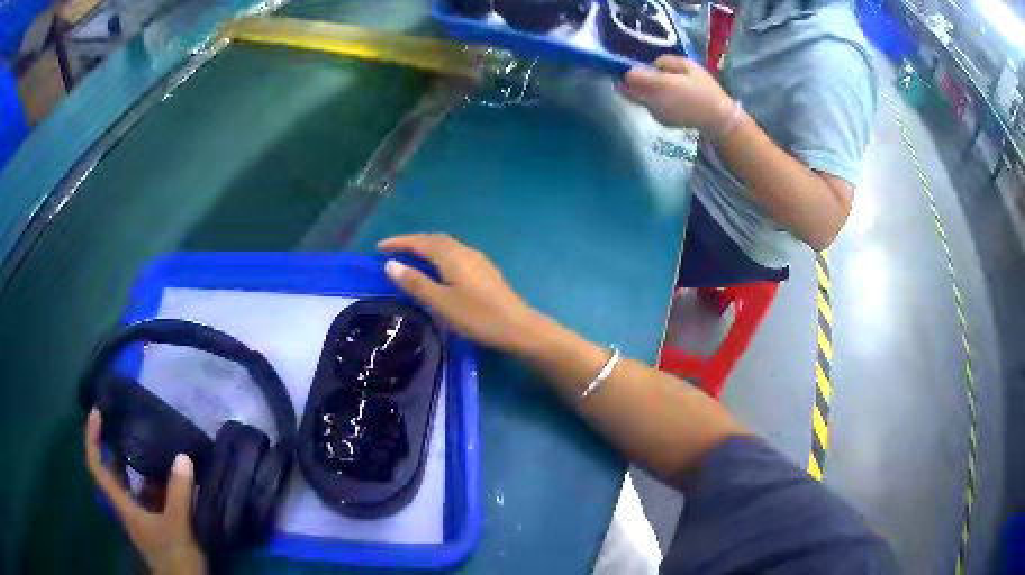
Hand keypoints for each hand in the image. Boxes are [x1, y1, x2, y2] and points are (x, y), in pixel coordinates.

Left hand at [84, 409, 205, 574]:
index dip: (93, 438)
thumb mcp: (177, 527)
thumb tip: (182, 456)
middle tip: (127, 421)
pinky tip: (173, 472)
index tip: (98, 413)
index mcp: (123, 505)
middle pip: (113, 470)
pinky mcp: (157, 521)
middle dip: (116, 445)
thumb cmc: (175, 559)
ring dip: (140, 463)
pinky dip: (158, 480)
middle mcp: (128, 506)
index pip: (97, 467)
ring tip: (153, 441)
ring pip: (134, 482)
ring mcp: (142, 514)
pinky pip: (151, 493)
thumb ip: (178, 494)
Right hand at [379, 233, 542, 353]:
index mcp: (452, 256)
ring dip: (426, 248)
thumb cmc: (477, 317)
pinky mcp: (485, 271)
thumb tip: (390, 264)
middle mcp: (465, 252)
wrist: (518, 327)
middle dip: (412, 242)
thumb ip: (415, 283)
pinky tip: (438, 271)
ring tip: (410, 260)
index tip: (379, 247)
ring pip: (447, 246)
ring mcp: (478, 260)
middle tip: (393, 252)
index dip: (399, 242)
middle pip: (435, 240)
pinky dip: (439, 256)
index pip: (420, 242)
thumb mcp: (441, 302)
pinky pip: (455, 255)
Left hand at [620, 56, 733, 132]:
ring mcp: (654, 112)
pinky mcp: (659, 120)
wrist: (717, 118)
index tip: (640, 67)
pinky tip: (667, 98)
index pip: (630, 77)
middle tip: (642, 75)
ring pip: (636, 98)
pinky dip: (650, 100)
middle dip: (629, 81)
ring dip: (640, 91)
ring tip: (658, 86)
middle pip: (627, 90)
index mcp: (659, 85)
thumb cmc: (706, 89)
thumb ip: (666, 61)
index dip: (632, 70)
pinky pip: (647, 106)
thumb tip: (652, 65)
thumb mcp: (689, 65)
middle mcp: (652, 100)